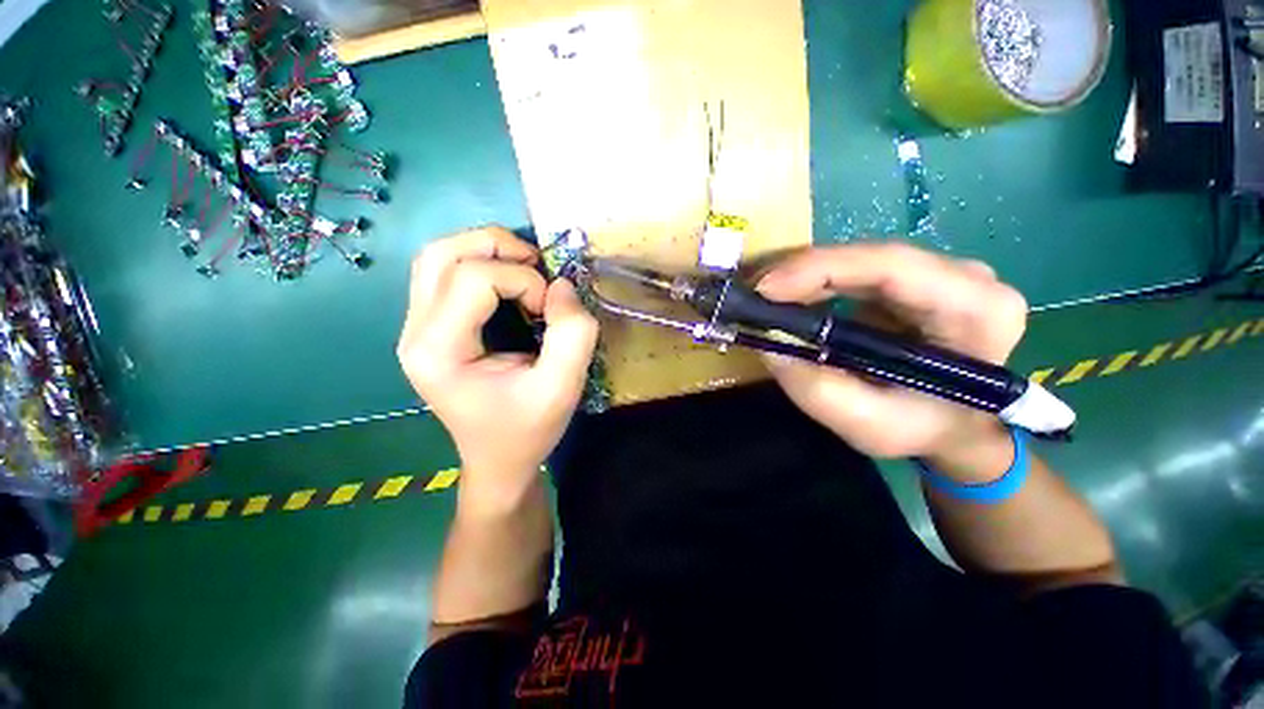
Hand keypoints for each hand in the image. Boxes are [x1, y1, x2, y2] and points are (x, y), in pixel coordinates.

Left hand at [398, 227, 598, 511]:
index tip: (548, 312)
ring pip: (437, 257)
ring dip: (485, 250)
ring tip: (524, 268)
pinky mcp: (429, 328)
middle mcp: (415, 333)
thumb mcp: (562, 388)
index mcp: (439, 351)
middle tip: (537, 267)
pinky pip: (443, 274)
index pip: (473, 279)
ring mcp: (416, 329)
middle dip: (497, 247)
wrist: (498, 461)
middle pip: (442, 254)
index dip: (523, 282)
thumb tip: (562, 284)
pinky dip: (479, 264)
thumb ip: (572, 333)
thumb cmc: (528, 430)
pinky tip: (507, 282)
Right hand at [755, 243, 1027, 466]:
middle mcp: (965, 277)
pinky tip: (785, 296)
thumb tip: (768, 344)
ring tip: (760, 296)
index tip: (765, 288)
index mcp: (976, 310)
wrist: (958, 427)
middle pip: (869, 257)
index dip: (821, 269)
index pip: (892, 267)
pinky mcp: (912, 281)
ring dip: (802, 275)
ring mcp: (938, 274)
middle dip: (801, 271)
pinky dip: (813, 282)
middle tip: (751, 292)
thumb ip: (818, 391)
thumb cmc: (924, 430)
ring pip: (857, 260)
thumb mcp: (870, 426)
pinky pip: (854, 271)